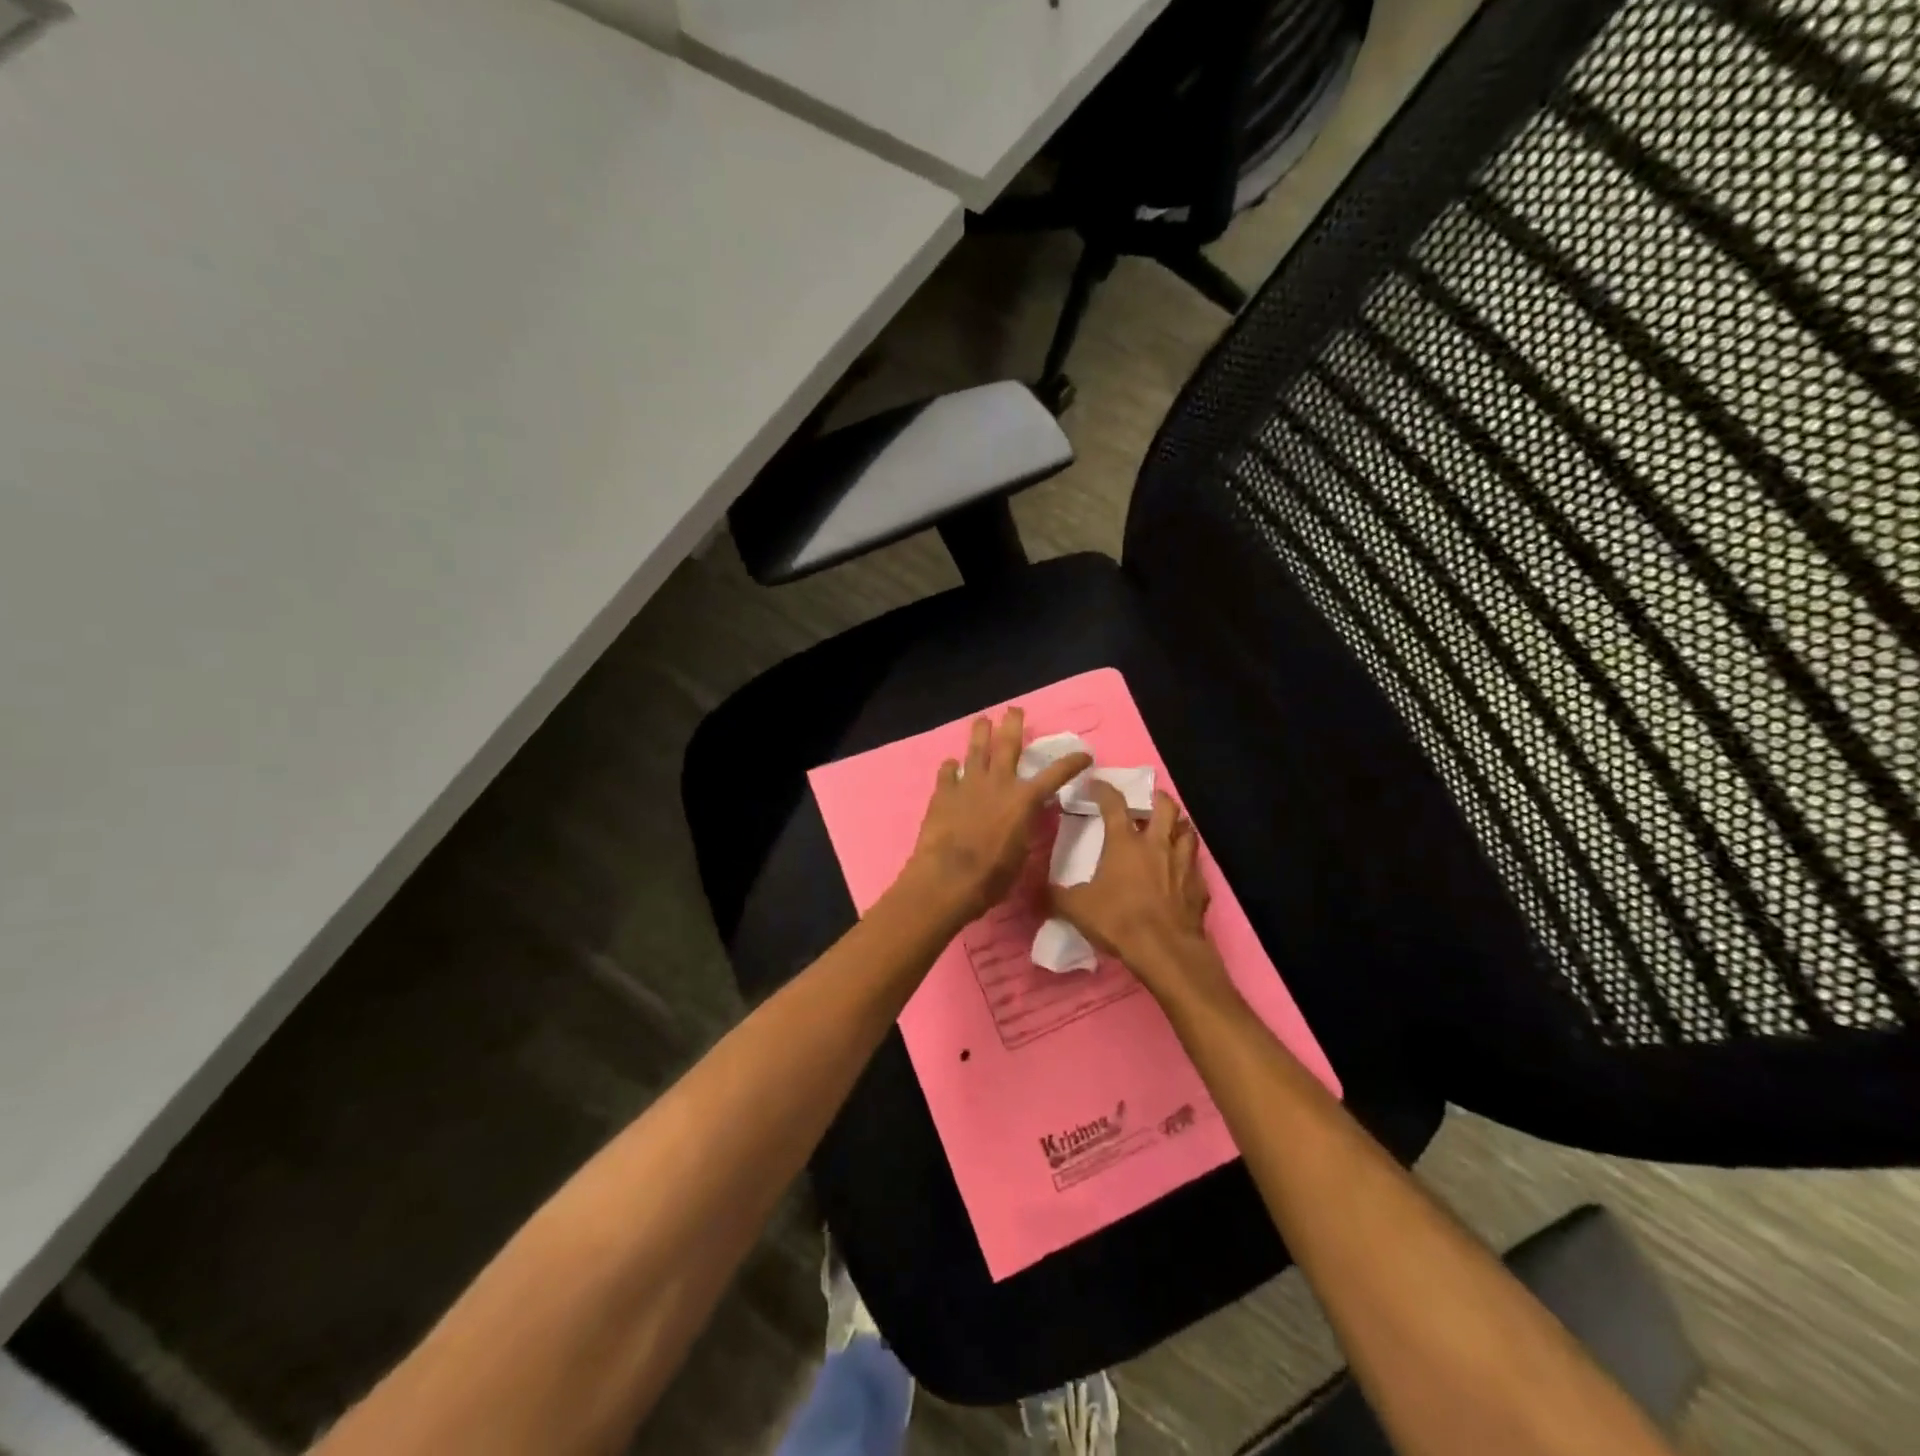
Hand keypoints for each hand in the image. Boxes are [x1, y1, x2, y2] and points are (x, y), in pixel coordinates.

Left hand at [897, 707, 1090, 924]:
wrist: (948, 878)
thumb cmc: (992, 876)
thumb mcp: (1021, 853)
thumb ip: (1024, 827)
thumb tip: (1023, 818)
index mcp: (1024, 800)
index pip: (1055, 775)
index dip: (1072, 762)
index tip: (1084, 753)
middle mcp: (998, 783)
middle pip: (1008, 744)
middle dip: (1013, 724)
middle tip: (1013, 710)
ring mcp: (968, 784)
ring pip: (975, 750)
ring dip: (980, 733)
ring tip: (982, 720)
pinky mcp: (943, 793)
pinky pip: (947, 772)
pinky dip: (951, 767)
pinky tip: (951, 764)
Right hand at [1051, 782, 1231, 1002]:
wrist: (1165, 950)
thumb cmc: (1119, 920)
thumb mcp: (1076, 908)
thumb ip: (1056, 895)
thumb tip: (1038, 888)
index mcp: (1125, 842)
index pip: (1114, 803)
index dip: (1104, 789)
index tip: (1096, 784)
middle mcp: (1157, 844)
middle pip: (1166, 807)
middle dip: (1157, 798)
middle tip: (1148, 802)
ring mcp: (1183, 863)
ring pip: (1188, 831)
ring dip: (1178, 826)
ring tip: (1169, 829)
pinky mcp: (1199, 886)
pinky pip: (1196, 865)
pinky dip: (1188, 862)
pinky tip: (1180, 871)